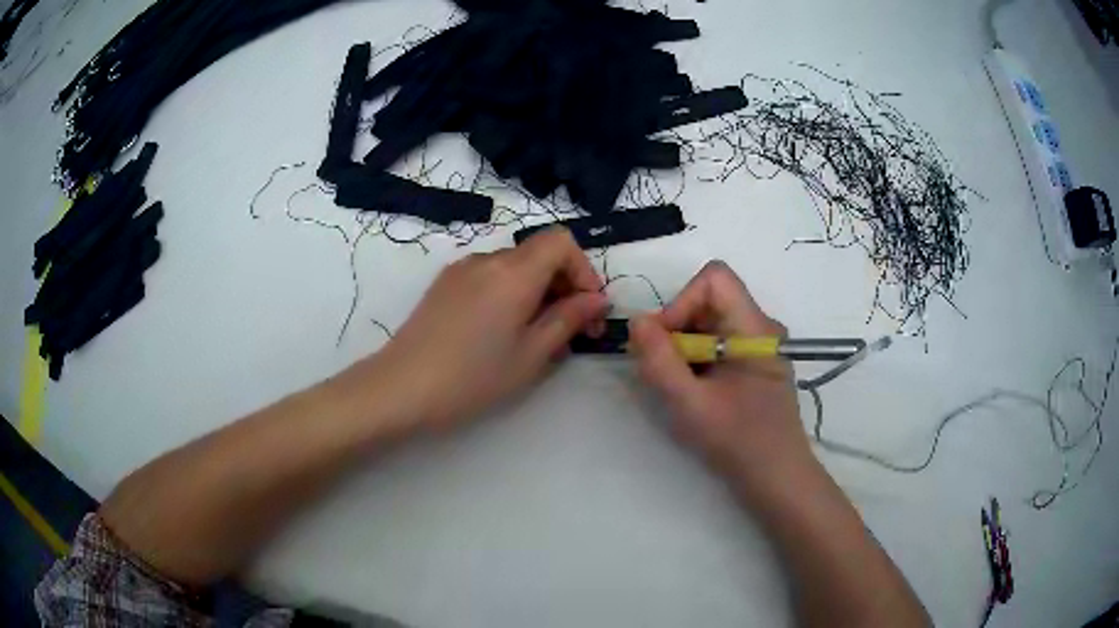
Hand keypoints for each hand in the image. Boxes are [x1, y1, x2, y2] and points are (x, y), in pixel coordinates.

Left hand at [360, 228, 607, 430]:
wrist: (401, 387)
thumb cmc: (472, 377)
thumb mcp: (530, 355)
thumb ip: (568, 320)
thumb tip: (596, 299)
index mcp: (513, 272)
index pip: (562, 241)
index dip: (583, 269)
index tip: (588, 308)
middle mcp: (488, 259)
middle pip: (539, 253)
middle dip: (564, 284)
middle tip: (572, 330)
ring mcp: (462, 269)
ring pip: (515, 266)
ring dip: (537, 290)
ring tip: (535, 335)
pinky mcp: (445, 283)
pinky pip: (490, 276)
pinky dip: (510, 293)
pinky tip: (501, 331)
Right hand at [629, 261, 812, 496]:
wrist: (776, 477)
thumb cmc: (738, 442)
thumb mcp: (690, 405)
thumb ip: (660, 362)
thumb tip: (636, 321)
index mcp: (755, 328)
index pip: (715, 278)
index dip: (682, 301)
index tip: (665, 343)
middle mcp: (760, 327)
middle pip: (709, 299)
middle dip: (677, 328)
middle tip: (665, 370)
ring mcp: (758, 345)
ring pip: (710, 321)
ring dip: (684, 346)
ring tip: (680, 386)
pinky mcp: (753, 362)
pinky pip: (717, 342)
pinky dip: (696, 359)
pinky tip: (695, 391)